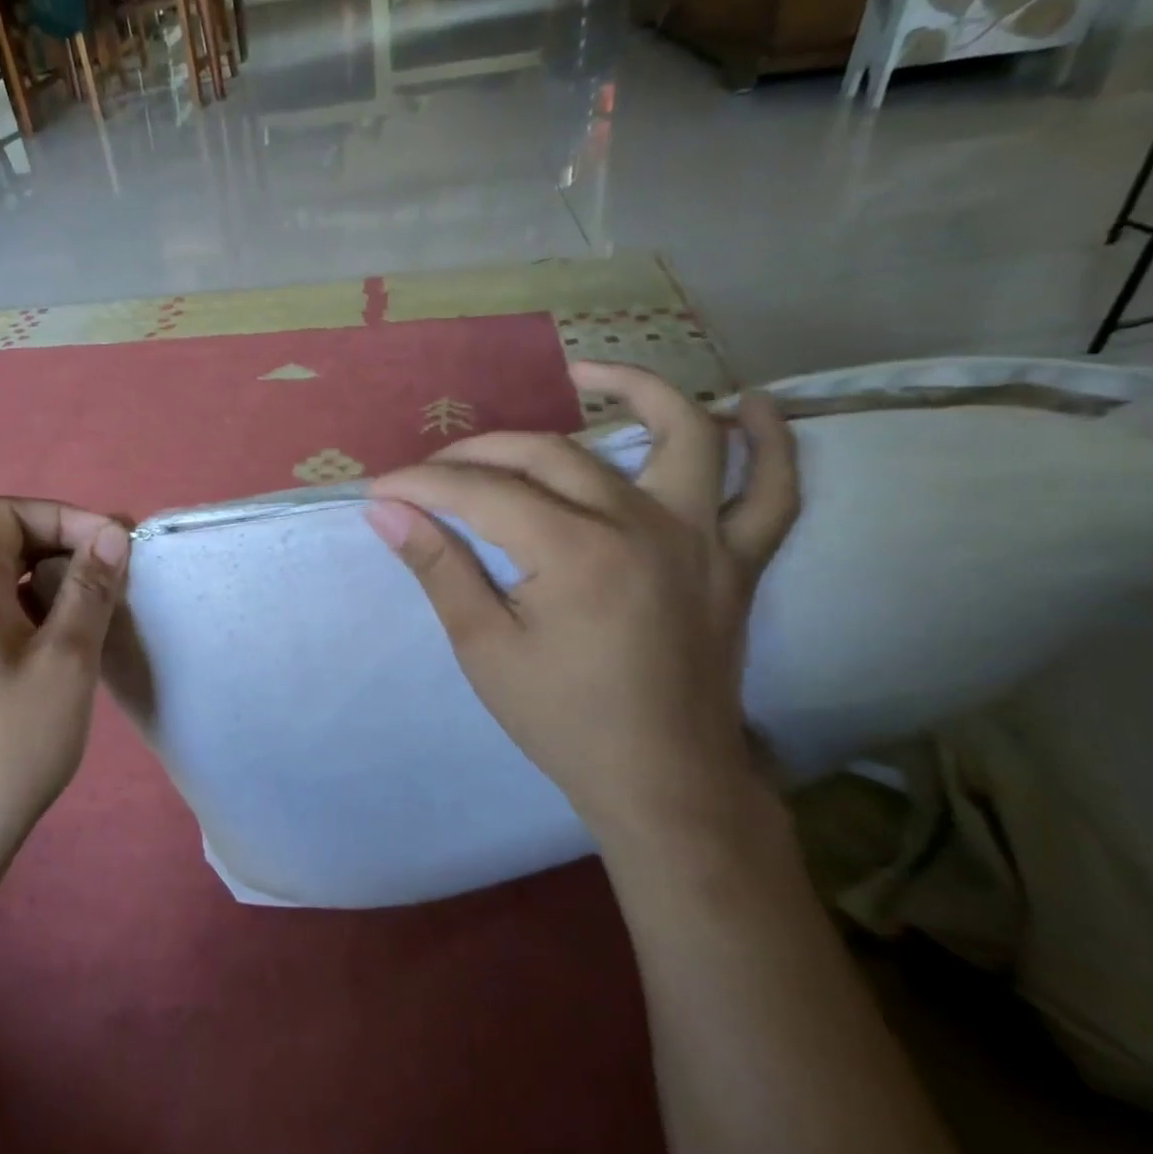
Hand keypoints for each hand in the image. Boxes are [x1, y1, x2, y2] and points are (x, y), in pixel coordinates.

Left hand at [0, 498, 129, 890]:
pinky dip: (22, 612)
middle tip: (113, 581)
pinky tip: (53, 653)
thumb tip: (111, 534)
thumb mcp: (66, 660)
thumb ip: (90, 588)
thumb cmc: (8, 743)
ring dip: (45, 583)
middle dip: (61, 548)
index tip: (113, 550)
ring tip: (90, 619)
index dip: (65, 517)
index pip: (8, 512)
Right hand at [365, 362, 798, 847]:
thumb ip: (438, 567)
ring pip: (679, 436)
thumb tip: (385, 511)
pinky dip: (769, 443)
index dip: (422, 484)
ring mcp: (699, 538)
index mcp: (574, 553)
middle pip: (550, 455)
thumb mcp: (483, 647)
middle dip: (479, 453)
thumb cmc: (563, 720)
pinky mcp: (736, 560)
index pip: (480, 493)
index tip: (380, 488)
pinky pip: (771, 490)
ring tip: (586, 371)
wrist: (663, 781)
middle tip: (432, 471)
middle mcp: (642, 526)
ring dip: (636, 391)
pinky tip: (749, 405)